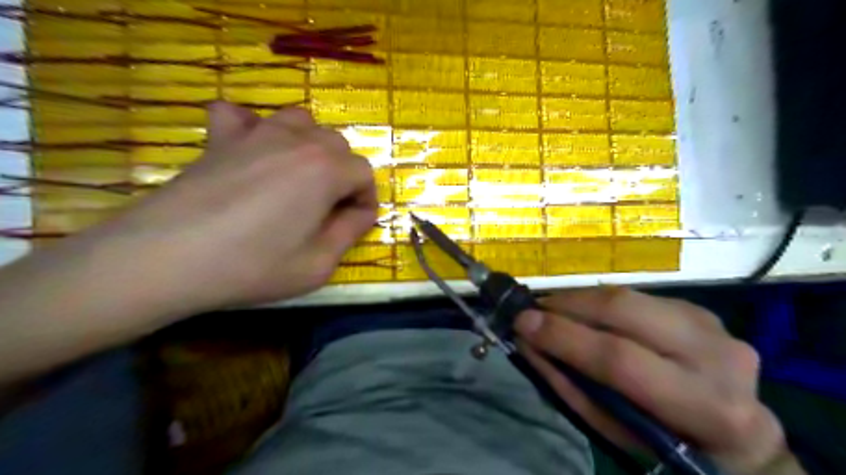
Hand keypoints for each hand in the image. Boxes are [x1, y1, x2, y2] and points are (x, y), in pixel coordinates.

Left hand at [100, 103, 375, 311]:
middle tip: (328, 208)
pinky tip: (251, 150)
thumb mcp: (318, 264)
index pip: (364, 173)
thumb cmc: (252, 266)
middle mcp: (297, 141)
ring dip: (310, 146)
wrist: (166, 259)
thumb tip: (361, 213)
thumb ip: (349, 232)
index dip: (366, 200)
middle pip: (337, 145)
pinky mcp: (220, 138)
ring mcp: (256, 134)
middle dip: (343, 175)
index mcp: (325, 170)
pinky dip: (253, 127)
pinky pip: (242, 115)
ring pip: (301, 122)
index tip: (355, 223)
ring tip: (300, 177)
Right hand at [511, 288, 800, 474]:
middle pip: (624, 311)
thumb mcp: (615, 432)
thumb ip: (569, 385)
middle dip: (568, 305)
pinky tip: (585, 313)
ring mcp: (713, 325)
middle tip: (534, 309)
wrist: (737, 436)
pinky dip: (601, 302)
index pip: (620, 359)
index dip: (564, 337)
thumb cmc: (665, 444)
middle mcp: (717, 356)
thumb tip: (528, 341)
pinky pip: (636, 296)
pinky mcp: (699, 309)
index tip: (522, 323)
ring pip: (628, 296)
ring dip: (580, 299)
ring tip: (551, 308)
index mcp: (705, 407)